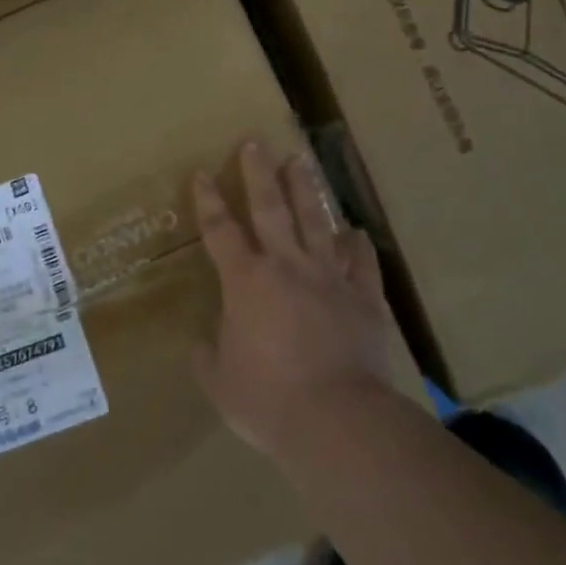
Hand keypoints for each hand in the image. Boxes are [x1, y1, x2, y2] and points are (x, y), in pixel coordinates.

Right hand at [192, 142, 397, 459]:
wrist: (338, 422)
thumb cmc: (268, 401)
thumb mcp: (220, 383)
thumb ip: (207, 356)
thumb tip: (202, 340)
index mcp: (246, 282)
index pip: (220, 230)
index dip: (208, 200)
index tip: (202, 173)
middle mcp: (286, 266)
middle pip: (271, 208)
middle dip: (259, 173)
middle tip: (255, 142)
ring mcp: (329, 278)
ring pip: (316, 222)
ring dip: (306, 189)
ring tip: (300, 160)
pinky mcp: (363, 298)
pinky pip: (361, 263)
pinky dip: (357, 245)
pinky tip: (355, 231)